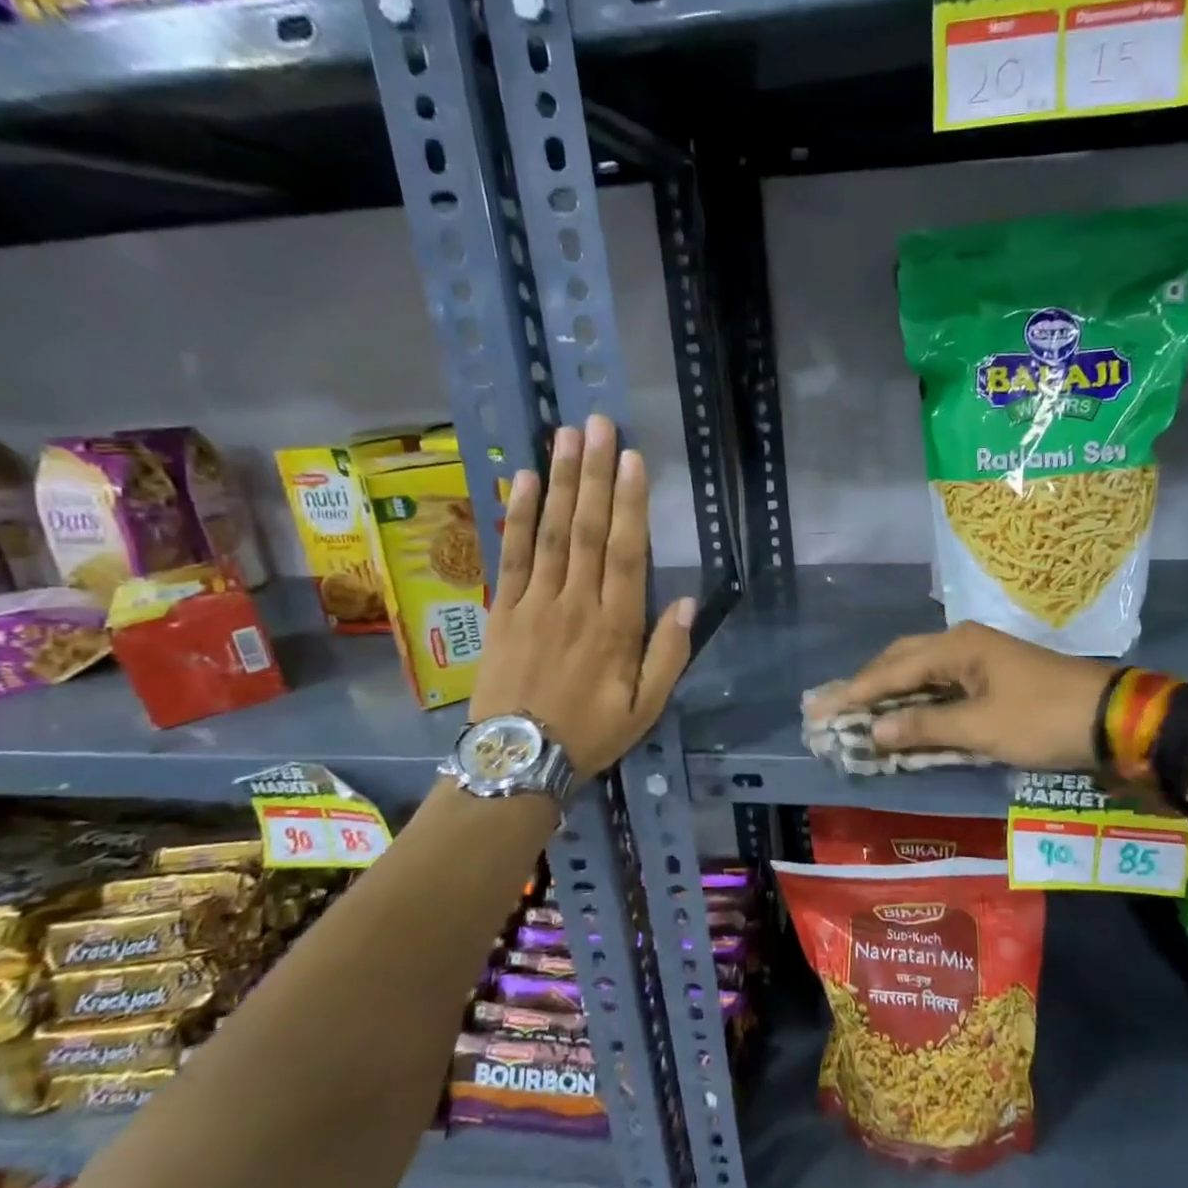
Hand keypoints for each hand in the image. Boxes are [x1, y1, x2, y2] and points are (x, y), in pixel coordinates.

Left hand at [472, 414, 694, 779]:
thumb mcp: (646, 708)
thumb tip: (685, 603)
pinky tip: (521, 480)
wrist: (516, 762)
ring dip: (558, 482)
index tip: (632, 460)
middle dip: (594, 474)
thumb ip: (668, 655)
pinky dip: (515, 517)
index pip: (625, 553)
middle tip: (598, 425)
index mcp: (615, 627)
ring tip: (565, 437)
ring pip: (549, 533)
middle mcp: (575, 604)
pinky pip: (509, 556)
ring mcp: (534, 604)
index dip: (629, 504)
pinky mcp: (502, 611)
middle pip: (586, 530)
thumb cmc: (590, 733)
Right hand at [805, 621, 1113, 770]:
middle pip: (901, 662)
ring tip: (857, 713)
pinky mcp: (992, 677)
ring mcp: (979, 659)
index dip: (854, 692)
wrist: (1112, 717)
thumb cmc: (1043, 719)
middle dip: (866, 687)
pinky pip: (941, 686)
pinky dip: (918, 703)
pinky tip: (903, 717)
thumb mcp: (982, 728)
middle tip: (832, 709)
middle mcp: (962, 644)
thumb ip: (925, 728)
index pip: (891, 670)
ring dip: (890, 695)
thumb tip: (874, 731)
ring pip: (921, 674)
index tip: (820, 710)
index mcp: (956, 647)